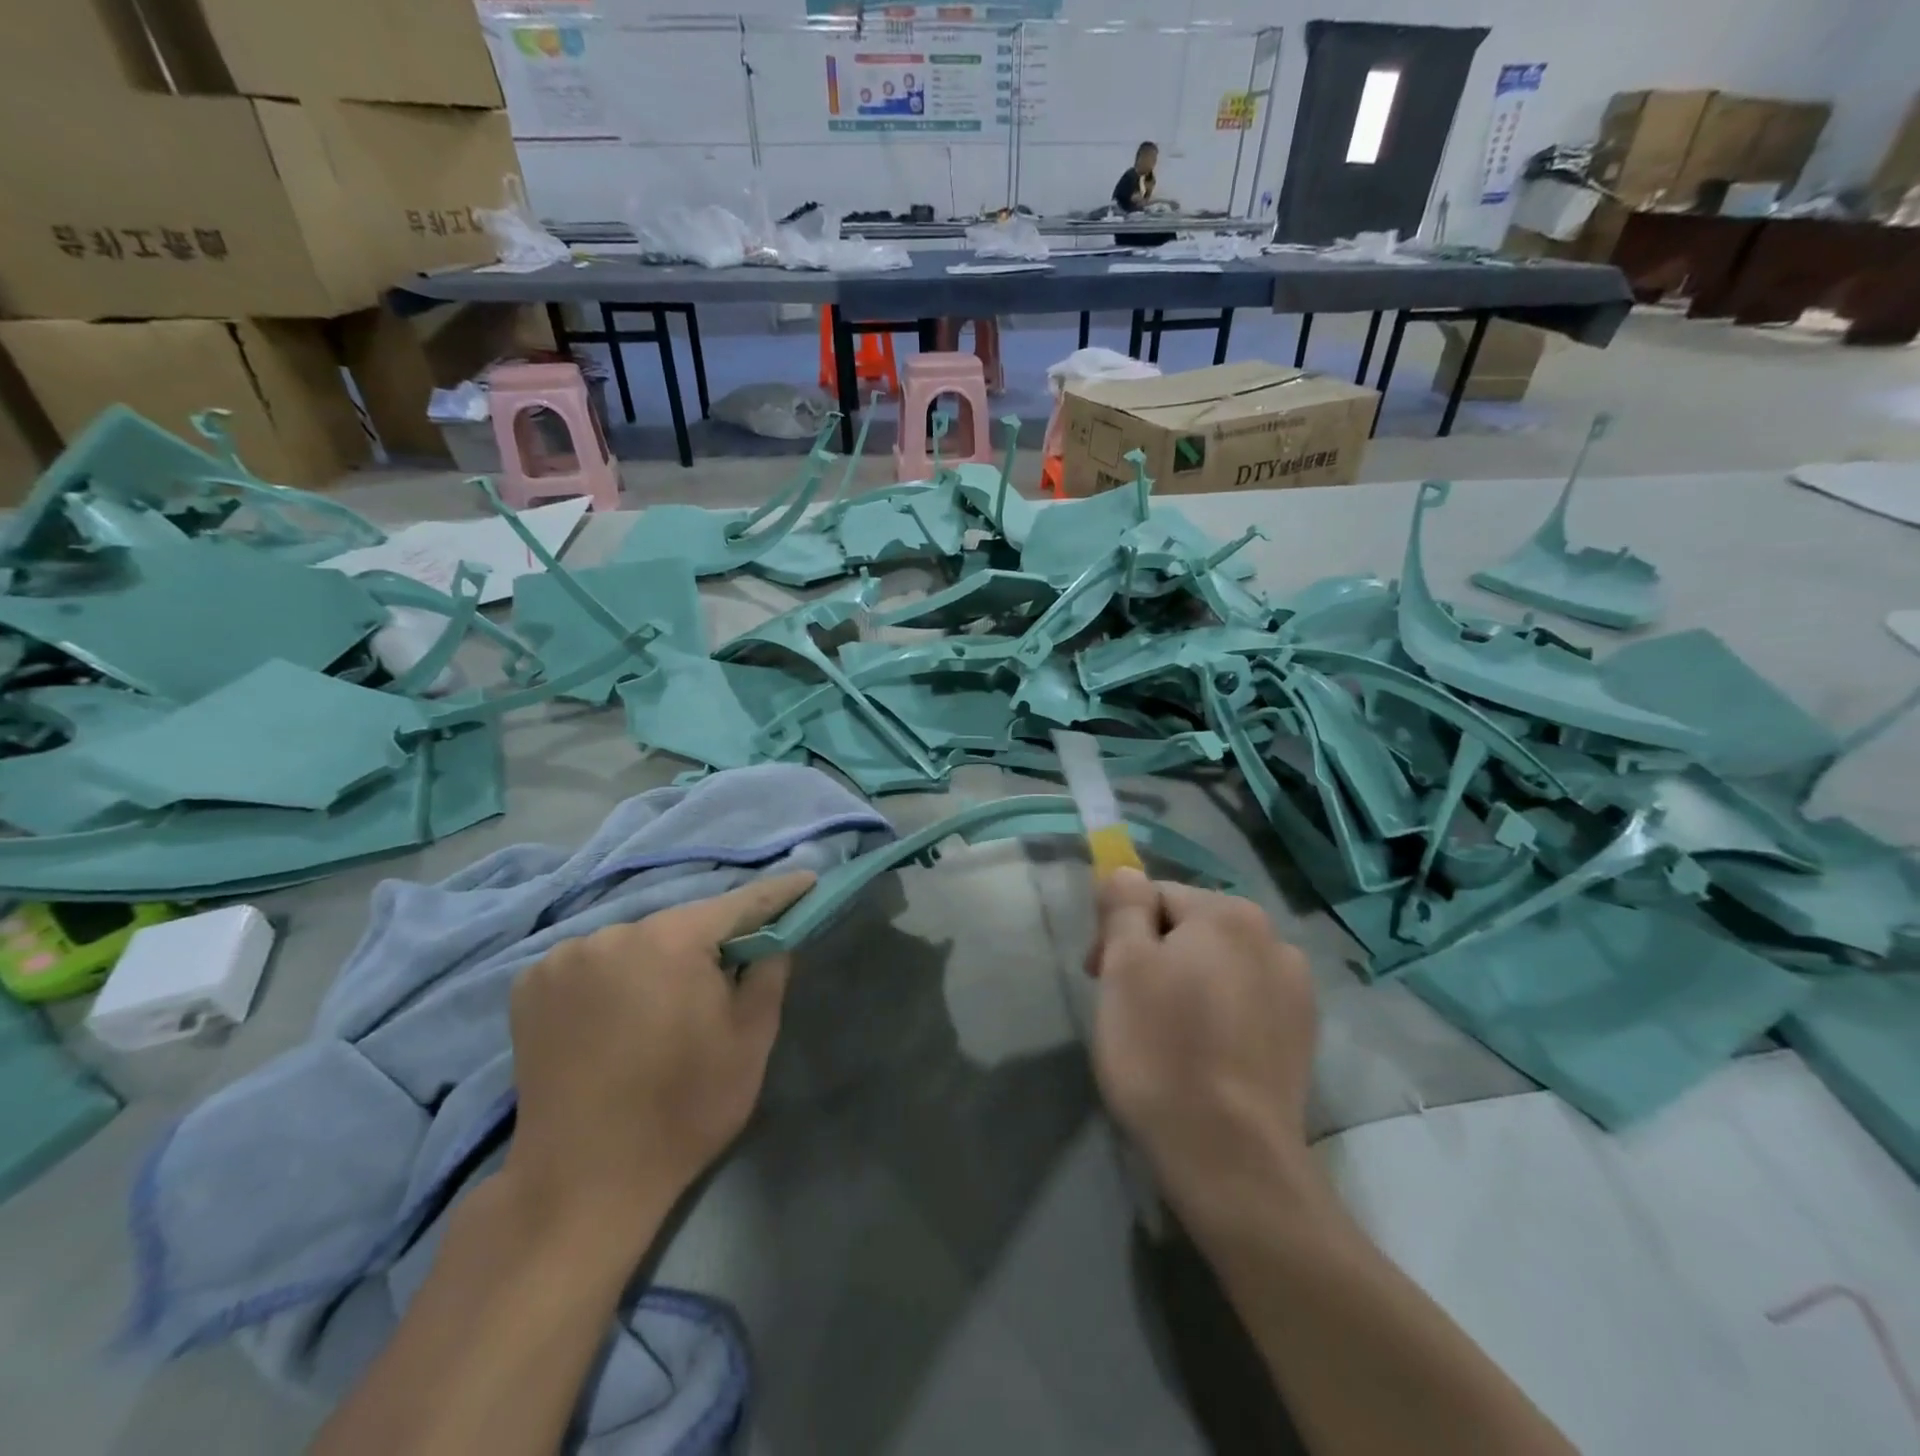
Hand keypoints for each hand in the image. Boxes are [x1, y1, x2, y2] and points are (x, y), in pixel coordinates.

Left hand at [504, 872, 815, 1230]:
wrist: (582, 1183)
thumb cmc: (683, 1109)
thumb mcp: (751, 1040)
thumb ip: (770, 973)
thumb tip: (774, 938)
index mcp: (672, 941)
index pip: (739, 903)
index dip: (777, 893)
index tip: (807, 882)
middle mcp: (614, 933)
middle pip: (681, 924)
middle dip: (710, 941)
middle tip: (730, 972)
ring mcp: (564, 957)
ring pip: (635, 942)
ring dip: (658, 960)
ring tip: (665, 1006)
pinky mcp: (530, 985)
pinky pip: (592, 962)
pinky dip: (614, 976)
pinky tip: (616, 1015)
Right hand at [1086, 869, 1317, 1220]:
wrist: (1230, 1158)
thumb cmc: (1162, 1051)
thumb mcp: (1124, 965)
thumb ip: (1123, 905)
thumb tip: (1126, 871)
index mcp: (1229, 914)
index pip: (1155, 896)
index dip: (1118, 930)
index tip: (1097, 976)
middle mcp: (1273, 938)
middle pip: (1190, 928)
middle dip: (1151, 954)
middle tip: (1124, 1006)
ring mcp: (1295, 989)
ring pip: (1217, 966)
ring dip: (1185, 983)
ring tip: (1163, 1033)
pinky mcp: (1303, 1036)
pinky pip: (1244, 1002)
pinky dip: (1217, 1014)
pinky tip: (1202, 1053)